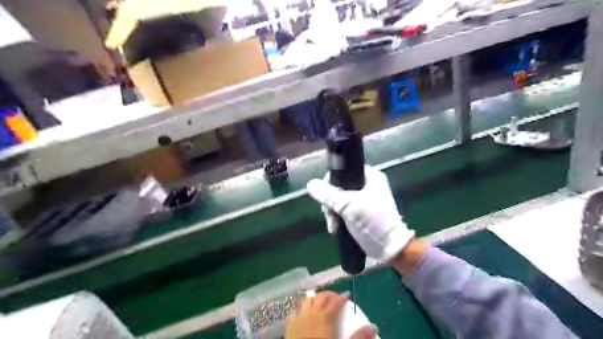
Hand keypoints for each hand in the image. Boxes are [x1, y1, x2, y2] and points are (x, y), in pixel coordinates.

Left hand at [287, 291, 374, 338]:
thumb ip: (358, 337)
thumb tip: (373, 327)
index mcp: (326, 317)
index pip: (336, 301)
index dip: (342, 297)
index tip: (347, 295)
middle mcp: (312, 312)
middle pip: (321, 296)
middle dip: (329, 295)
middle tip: (335, 298)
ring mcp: (299, 317)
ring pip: (307, 299)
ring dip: (315, 298)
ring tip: (320, 303)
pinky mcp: (289, 325)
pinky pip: (295, 310)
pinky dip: (301, 308)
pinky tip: (304, 313)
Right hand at [308, 165, 417, 262]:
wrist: (390, 249)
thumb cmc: (373, 223)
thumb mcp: (348, 207)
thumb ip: (329, 195)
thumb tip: (311, 184)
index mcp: (370, 177)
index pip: (344, 170)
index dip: (331, 181)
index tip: (325, 196)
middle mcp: (368, 185)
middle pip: (339, 186)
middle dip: (331, 202)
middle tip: (329, 214)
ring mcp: (365, 199)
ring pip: (339, 199)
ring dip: (333, 212)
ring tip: (333, 225)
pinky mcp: (362, 211)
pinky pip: (343, 209)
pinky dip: (338, 217)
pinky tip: (335, 227)